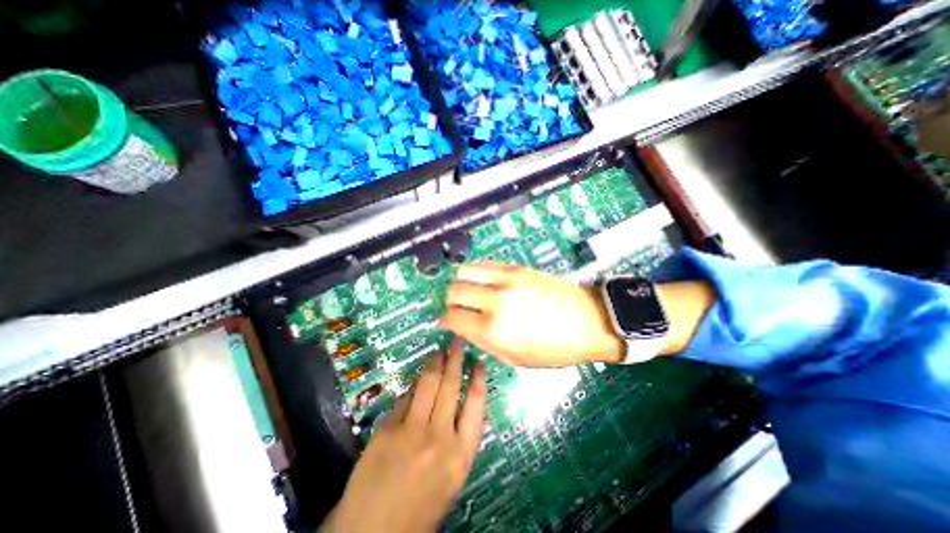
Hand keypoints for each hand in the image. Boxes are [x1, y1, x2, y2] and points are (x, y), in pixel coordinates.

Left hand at [320, 340, 484, 529]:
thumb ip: (460, 440)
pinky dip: (413, 385)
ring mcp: (412, 430)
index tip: (479, 361)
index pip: (476, 404)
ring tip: (439, 349)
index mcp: (461, 454)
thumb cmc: (419, 508)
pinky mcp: (388, 428)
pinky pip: (405, 397)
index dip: (478, 379)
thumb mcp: (451, 477)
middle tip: (457, 339)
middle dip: (456, 358)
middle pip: (451, 386)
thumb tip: (463, 404)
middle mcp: (440, 437)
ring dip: (435, 362)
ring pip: (428, 384)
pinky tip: (417, 378)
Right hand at [437, 261, 624, 365]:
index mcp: (494, 329)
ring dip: (461, 281)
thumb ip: (483, 341)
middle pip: (453, 290)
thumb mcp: (515, 358)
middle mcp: (495, 300)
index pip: (452, 318)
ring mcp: (506, 279)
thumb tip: (462, 327)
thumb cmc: (554, 348)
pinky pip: (486, 263)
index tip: (448, 322)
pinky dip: (478, 272)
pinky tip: (485, 281)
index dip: (445, 320)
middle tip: (458, 307)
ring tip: (469, 291)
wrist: (588, 321)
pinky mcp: (517, 267)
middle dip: (450, 300)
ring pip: (465, 270)